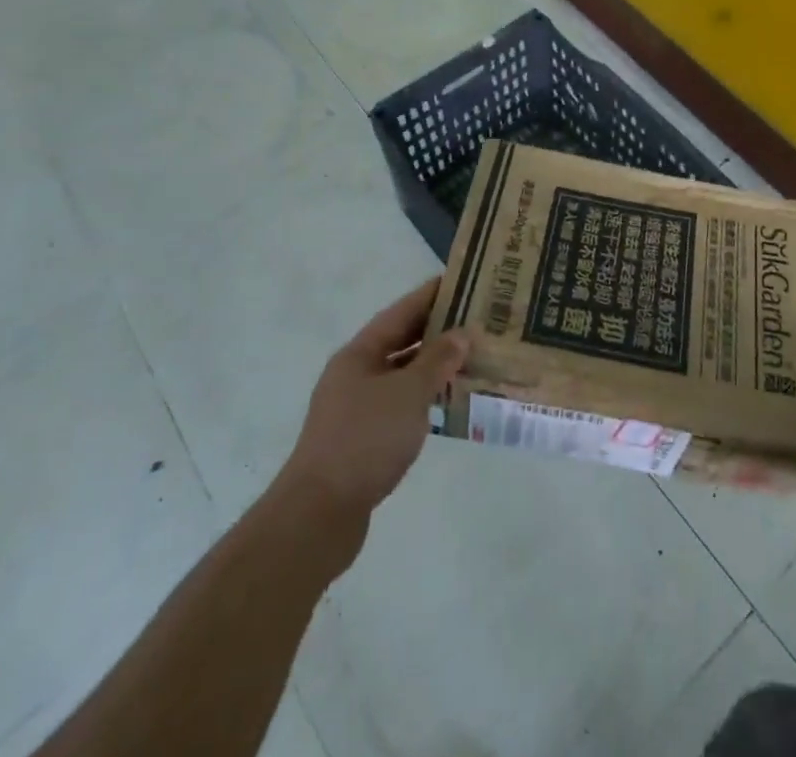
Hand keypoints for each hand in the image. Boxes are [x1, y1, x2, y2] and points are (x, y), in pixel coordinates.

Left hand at [276, 279, 468, 556]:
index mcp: (359, 354)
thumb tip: (461, 334)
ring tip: (471, 358)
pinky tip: (449, 404)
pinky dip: (424, 398)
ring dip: (433, 367)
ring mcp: (356, 408)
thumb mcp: (408, 394)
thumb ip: (437, 361)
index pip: (400, 313)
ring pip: (401, 375)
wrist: (319, 514)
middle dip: (436, 331)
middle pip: (400, 342)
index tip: (462, 281)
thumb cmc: (365, 440)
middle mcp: (354, 374)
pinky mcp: (362, 439)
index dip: (430, 296)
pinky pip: (400, 405)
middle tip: (475, 320)